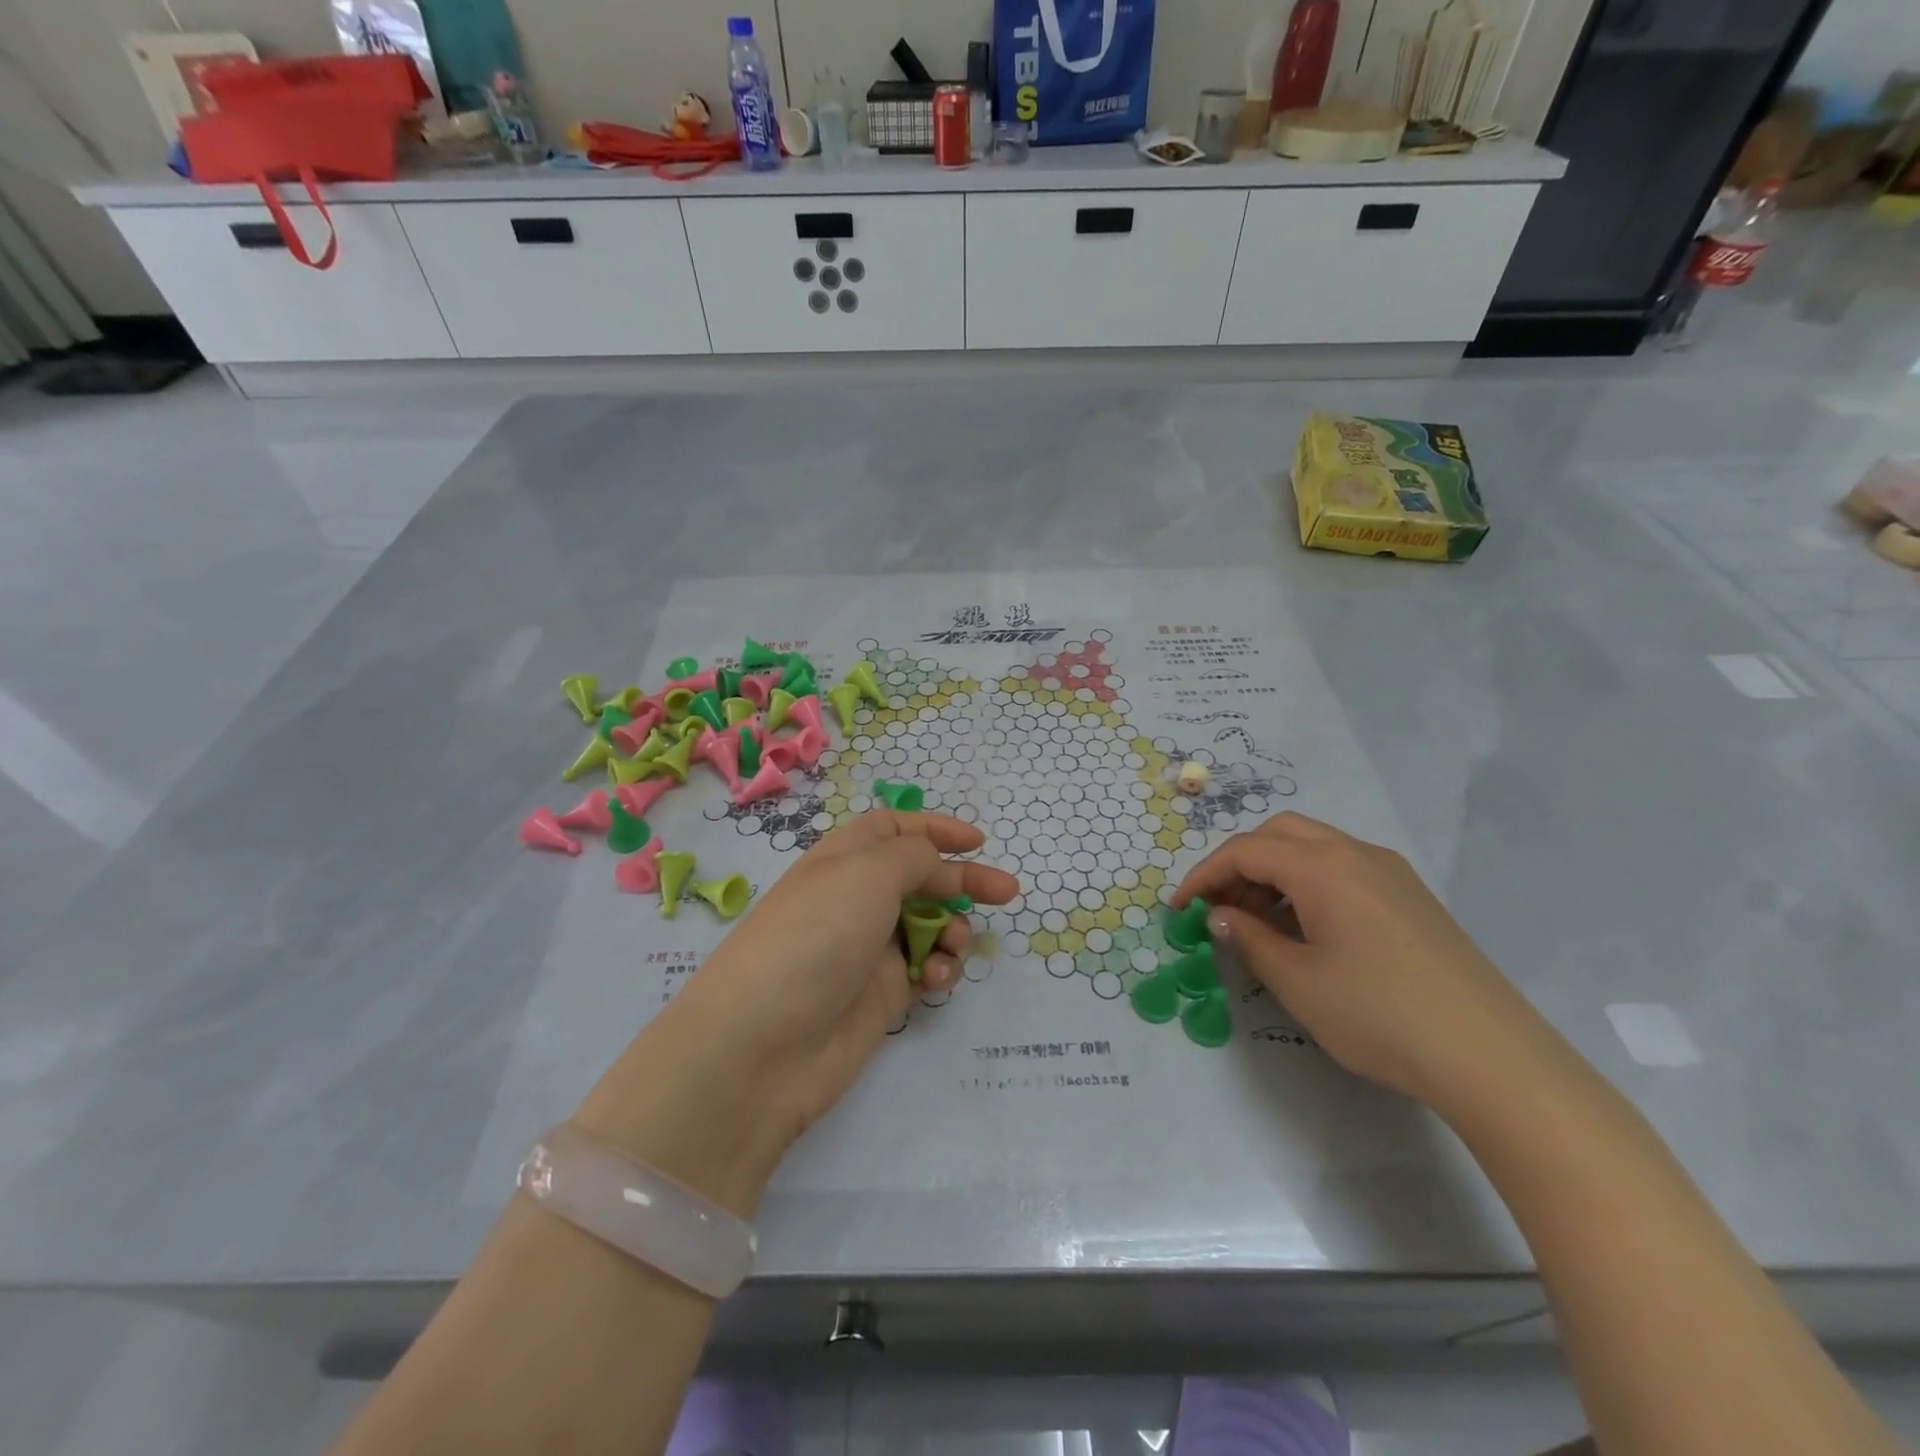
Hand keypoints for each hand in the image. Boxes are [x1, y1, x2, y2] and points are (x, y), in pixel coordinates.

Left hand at [573, 813, 1019, 1216]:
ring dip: (953, 930)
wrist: (763, 1047)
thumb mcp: (867, 873)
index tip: (977, 842)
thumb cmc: (816, 937)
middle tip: (1006, 892)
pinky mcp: (880, 997)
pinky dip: (939, 971)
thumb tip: (935, 863)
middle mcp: (856, 899)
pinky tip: (935, 981)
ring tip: (954, 946)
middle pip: (920, 877)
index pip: (893, 829)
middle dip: (962, 881)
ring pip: (929, 926)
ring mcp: (867, 950)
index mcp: (843, 859)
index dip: (935, 829)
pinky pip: (924, 972)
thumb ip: (914, 855)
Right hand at [1174, 812, 1550, 1110]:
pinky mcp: (1411, 897)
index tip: (1179, 910)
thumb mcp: (1297, 981)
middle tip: (1220, 909)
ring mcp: (1390, 873)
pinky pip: (1342, 870)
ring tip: (1257, 923)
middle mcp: (1357, 854)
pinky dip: (1307, 885)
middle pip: (1279, 834)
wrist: (1494, 1059)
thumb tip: (1220, 917)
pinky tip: (1305, 930)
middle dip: (1239, 863)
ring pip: (1313, 848)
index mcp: (1324, 866)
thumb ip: (1249, 938)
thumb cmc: (1380, 1015)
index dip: (1204, 876)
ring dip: (1274, 873)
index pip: (1245, 850)